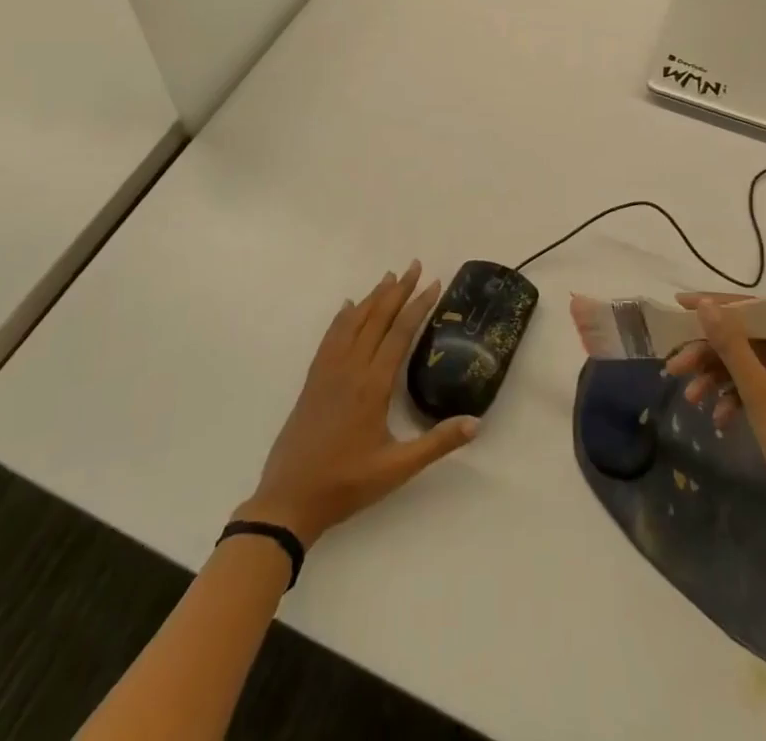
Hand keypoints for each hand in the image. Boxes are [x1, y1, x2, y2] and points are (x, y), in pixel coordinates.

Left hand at [235, 261, 477, 547]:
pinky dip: (343, 317)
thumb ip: (437, 443)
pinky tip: (348, 307)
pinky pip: (330, 337)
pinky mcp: (313, 380)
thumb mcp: (397, 469)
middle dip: (398, 290)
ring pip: (353, 322)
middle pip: (377, 318)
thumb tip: (476, 422)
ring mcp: (328, 371)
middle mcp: (350, 368)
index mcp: (373, 385)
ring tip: (388, 277)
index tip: (434, 283)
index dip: (419, 305)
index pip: (400, 333)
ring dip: (373, 297)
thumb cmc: (347, 483)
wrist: (289, 499)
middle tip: (415, 265)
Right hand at [665, 293, 765, 559]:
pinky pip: (760, 388)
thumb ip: (731, 345)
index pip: (757, 309)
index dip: (716, 306)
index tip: (678, 304)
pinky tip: (717, 418)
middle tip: (675, 366)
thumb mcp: (761, 393)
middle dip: (711, 352)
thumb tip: (705, 304)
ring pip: (751, 364)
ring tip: (691, 398)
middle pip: (750, 338)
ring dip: (718, 377)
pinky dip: (736, 398)